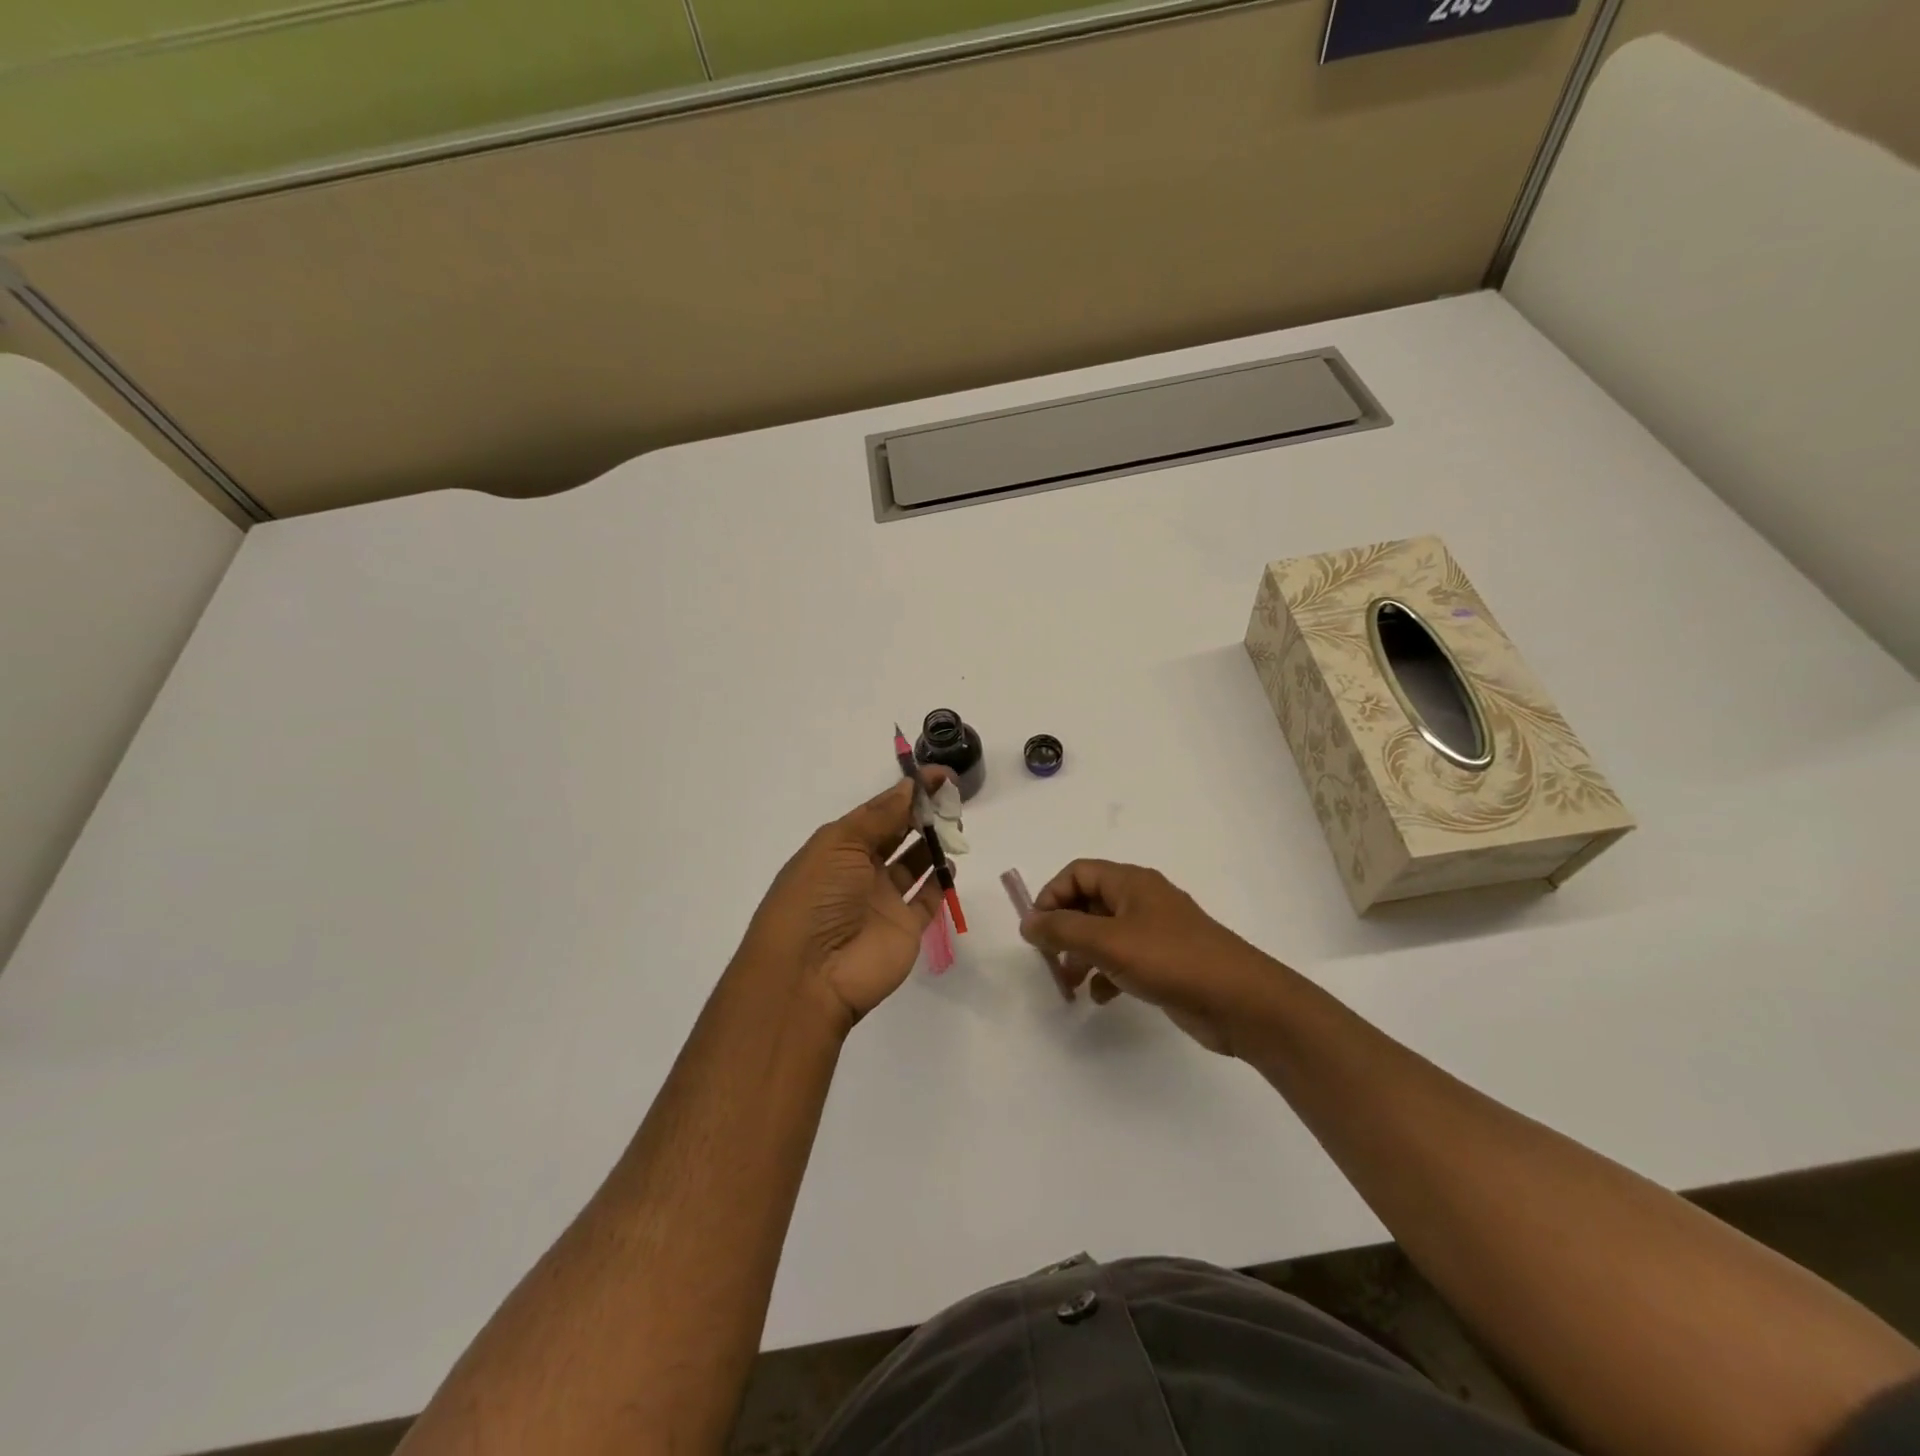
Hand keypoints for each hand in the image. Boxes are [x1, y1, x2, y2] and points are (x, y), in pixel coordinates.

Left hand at [737, 775, 948, 1033]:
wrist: (810, 975)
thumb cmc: (817, 898)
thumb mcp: (839, 845)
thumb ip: (879, 816)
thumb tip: (909, 787)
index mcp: (838, 848)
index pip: (878, 813)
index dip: (906, 793)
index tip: (940, 776)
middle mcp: (860, 871)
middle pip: (897, 835)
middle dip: (922, 814)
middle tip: (952, 798)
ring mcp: (883, 901)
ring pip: (914, 864)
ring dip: (933, 844)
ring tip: (955, 827)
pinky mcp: (905, 928)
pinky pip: (927, 900)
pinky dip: (941, 882)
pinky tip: (952, 865)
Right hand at [1019, 860, 1281, 1056]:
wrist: (1241, 1001)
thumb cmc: (1171, 960)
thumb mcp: (1108, 942)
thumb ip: (1063, 930)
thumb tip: (1027, 921)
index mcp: (1130, 882)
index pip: (1078, 873)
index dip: (1052, 896)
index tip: (1038, 931)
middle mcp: (1142, 899)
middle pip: (1089, 902)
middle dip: (1064, 929)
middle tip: (1049, 959)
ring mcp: (1156, 931)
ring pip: (1104, 933)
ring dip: (1082, 955)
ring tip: (1070, 984)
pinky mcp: (1166, 961)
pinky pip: (1124, 959)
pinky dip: (1107, 974)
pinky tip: (1102, 997)